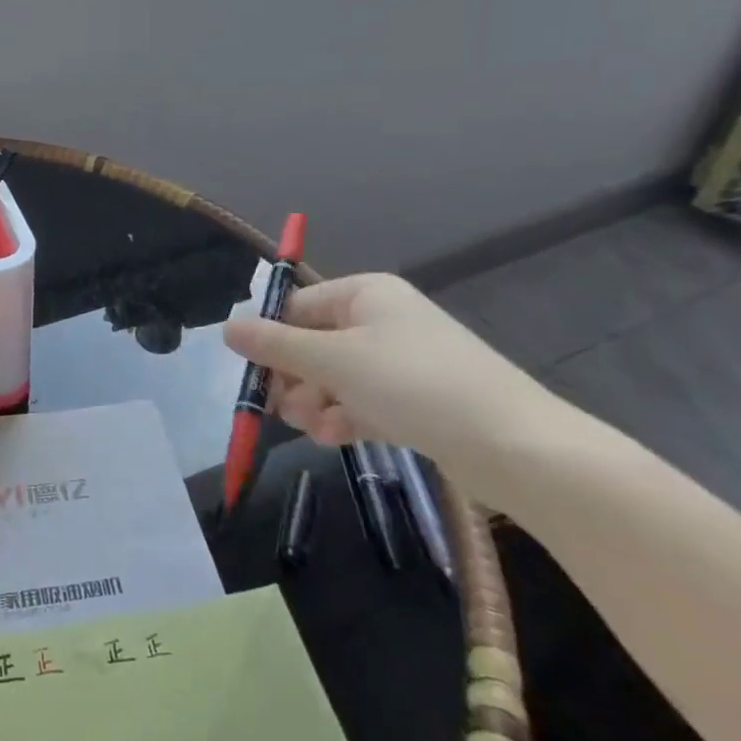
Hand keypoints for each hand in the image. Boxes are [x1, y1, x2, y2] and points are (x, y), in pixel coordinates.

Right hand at [223, 273, 550, 482]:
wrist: (514, 446)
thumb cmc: (414, 385)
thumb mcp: (334, 360)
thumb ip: (275, 345)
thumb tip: (226, 328)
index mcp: (364, 294)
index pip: (296, 307)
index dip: (270, 340)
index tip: (253, 377)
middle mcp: (380, 320)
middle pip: (312, 344)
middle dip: (294, 379)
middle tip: (284, 410)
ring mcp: (398, 361)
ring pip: (333, 377)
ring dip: (315, 403)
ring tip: (317, 429)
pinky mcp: (413, 399)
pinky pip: (360, 401)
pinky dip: (344, 417)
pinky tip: (338, 438)